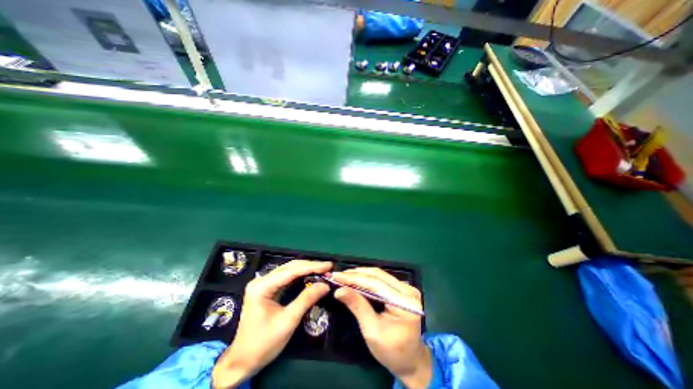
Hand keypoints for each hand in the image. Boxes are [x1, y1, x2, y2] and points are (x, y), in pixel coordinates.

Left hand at [211, 259, 332, 388]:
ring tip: (322, 270)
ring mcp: (264, 283)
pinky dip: (301, 276)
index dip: (312, 266)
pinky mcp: (267, 288)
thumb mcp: (288, 321)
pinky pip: (287, 277)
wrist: (242, 362)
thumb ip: (306, 299)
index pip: (291, 271)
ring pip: (289, 270)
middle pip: (290, 267)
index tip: (328, 265)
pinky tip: (311, 276)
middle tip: (327, 267)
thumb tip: (325, 285)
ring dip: (306, 269)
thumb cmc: (263, 343)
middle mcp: (262, 280)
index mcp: (262, 286)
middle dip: (310, 266)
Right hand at [331, 269, 431, 386]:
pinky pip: (382, 279)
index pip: (376, 284)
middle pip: (378, 275)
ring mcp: (407, 288)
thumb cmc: (392, 352)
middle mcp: (408, 290)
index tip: (336, 276)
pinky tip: (356, 279)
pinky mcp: (403, 289)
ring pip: (379, 275)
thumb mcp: (372, 331)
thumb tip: (339, 290)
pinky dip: (368, 278)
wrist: (411, 361)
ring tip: (344, 276)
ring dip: (361, 274)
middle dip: (356, 274)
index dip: (354, 278)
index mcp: (404, 303)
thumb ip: (357, 307)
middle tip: (338, 275)